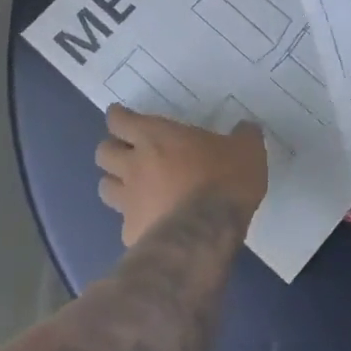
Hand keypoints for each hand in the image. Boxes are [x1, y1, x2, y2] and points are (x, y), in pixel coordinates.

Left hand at [94, 106, 268, 246]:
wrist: (205, 233)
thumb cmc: (224, 180)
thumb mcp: (247, 150)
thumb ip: (244, 136)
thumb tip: (247, 128)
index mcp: (156, 136)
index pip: (120, 120)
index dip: (118, 117)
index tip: (121, 116)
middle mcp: (134, 165)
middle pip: (103, 152)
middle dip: (112, 150)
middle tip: (128, 151)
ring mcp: (128, 202)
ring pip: (105, 187)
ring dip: (115, 184)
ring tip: (131, 187)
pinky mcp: (131, 233)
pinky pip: (124, 223)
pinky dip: (134, 221)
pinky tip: (151, 224)